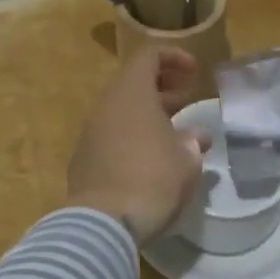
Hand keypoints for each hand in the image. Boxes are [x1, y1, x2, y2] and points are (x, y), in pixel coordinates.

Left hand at [67, 47, 207, 242]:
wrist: (103, 222)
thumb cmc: (152, 179)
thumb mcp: (187, 160)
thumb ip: (192, 141)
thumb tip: (196, 136)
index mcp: (131, 93)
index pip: (149, 56)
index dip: (174, 58)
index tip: (194, 73)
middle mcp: (105, 105)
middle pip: (133, 82)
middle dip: (162, 86)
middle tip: (187, 99)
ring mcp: (90, 132)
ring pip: (121, 110)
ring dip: (147, 113)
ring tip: (173, 131)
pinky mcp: (83, 159)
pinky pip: (110, 134)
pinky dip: (131, 135)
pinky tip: (149, 157)